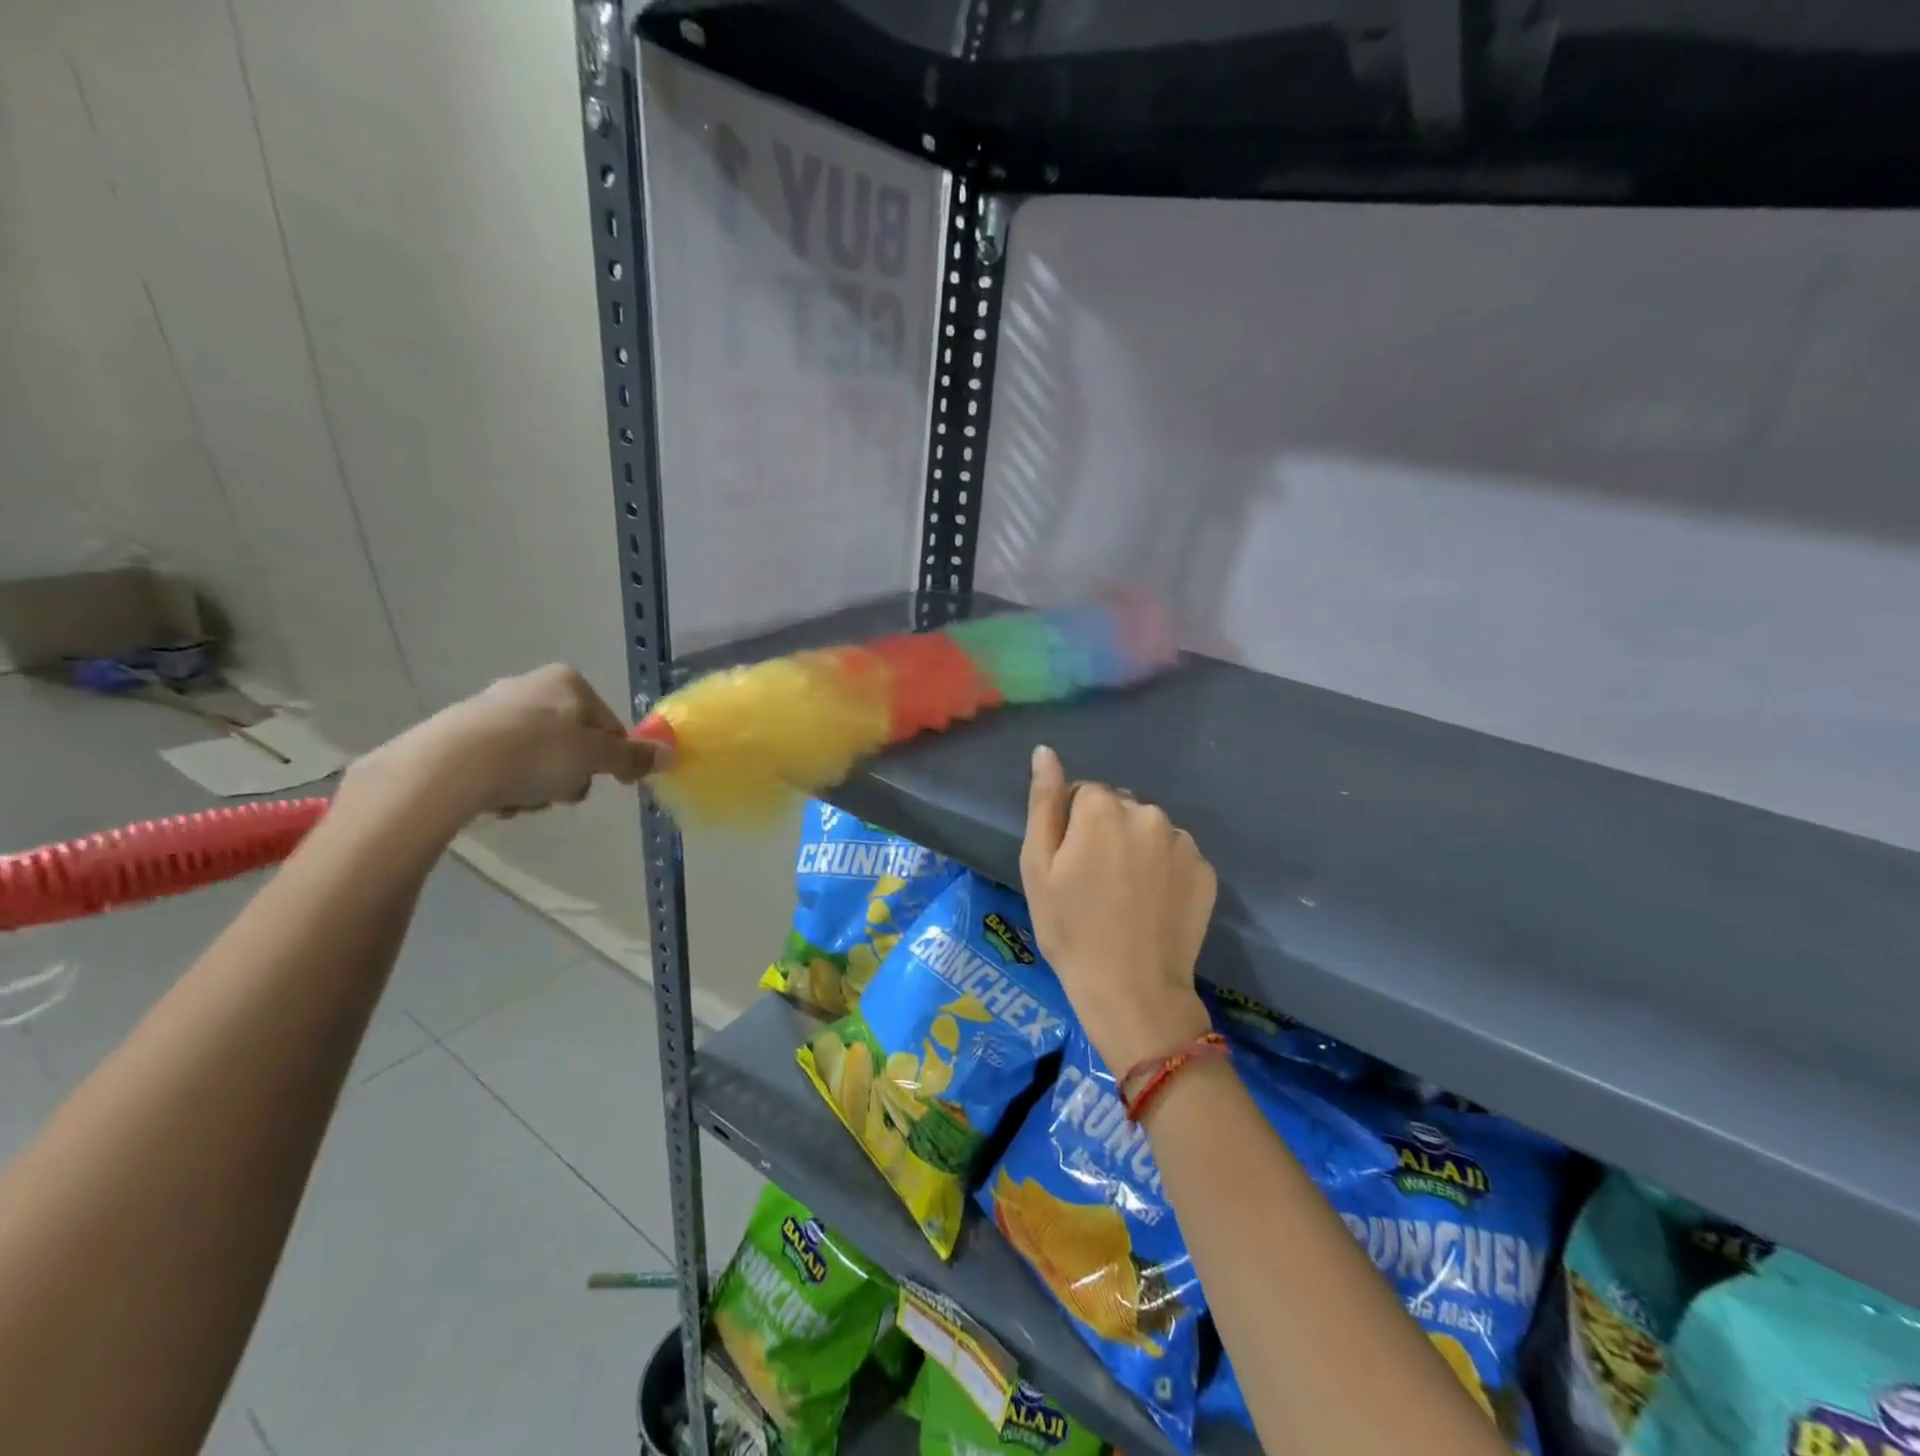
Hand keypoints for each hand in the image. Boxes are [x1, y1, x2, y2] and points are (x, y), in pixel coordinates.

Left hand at [350, 665, 660, 822]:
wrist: (447, 768)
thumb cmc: (536, 754)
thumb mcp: (596, 758)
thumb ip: (633, 757)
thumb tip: (669, 755)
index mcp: (568, 682)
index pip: (609, 724)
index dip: (611, 758)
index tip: (605, 782)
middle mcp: (530, 686)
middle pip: (572, 742)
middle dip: (570, 774)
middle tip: (560, 793)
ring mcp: (490, 708)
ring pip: (537, 757)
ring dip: (538, 785)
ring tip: (522, 800)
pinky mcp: (458, 734)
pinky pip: (500, 765)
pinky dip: (504, 785)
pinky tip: (495, 800)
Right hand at [1019, 744, 1216, 1073]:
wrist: (1131, 990)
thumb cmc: (1070, 928)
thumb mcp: (1038, 865)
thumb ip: (1044, 802)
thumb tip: (1045, 752)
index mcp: (1104, 808)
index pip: (1084, 793)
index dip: (1072, 826)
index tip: (1069, 864)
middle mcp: (1149, 813)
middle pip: (1121, 808)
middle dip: (1107, 831)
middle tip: (1095, 881)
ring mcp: (1183, 843)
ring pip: (1150, 831)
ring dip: (1138, 848)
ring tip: (1126, 896)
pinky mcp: (1206, 872)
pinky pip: (1176, 856)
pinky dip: (1164, 870)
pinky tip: (1152, 904)